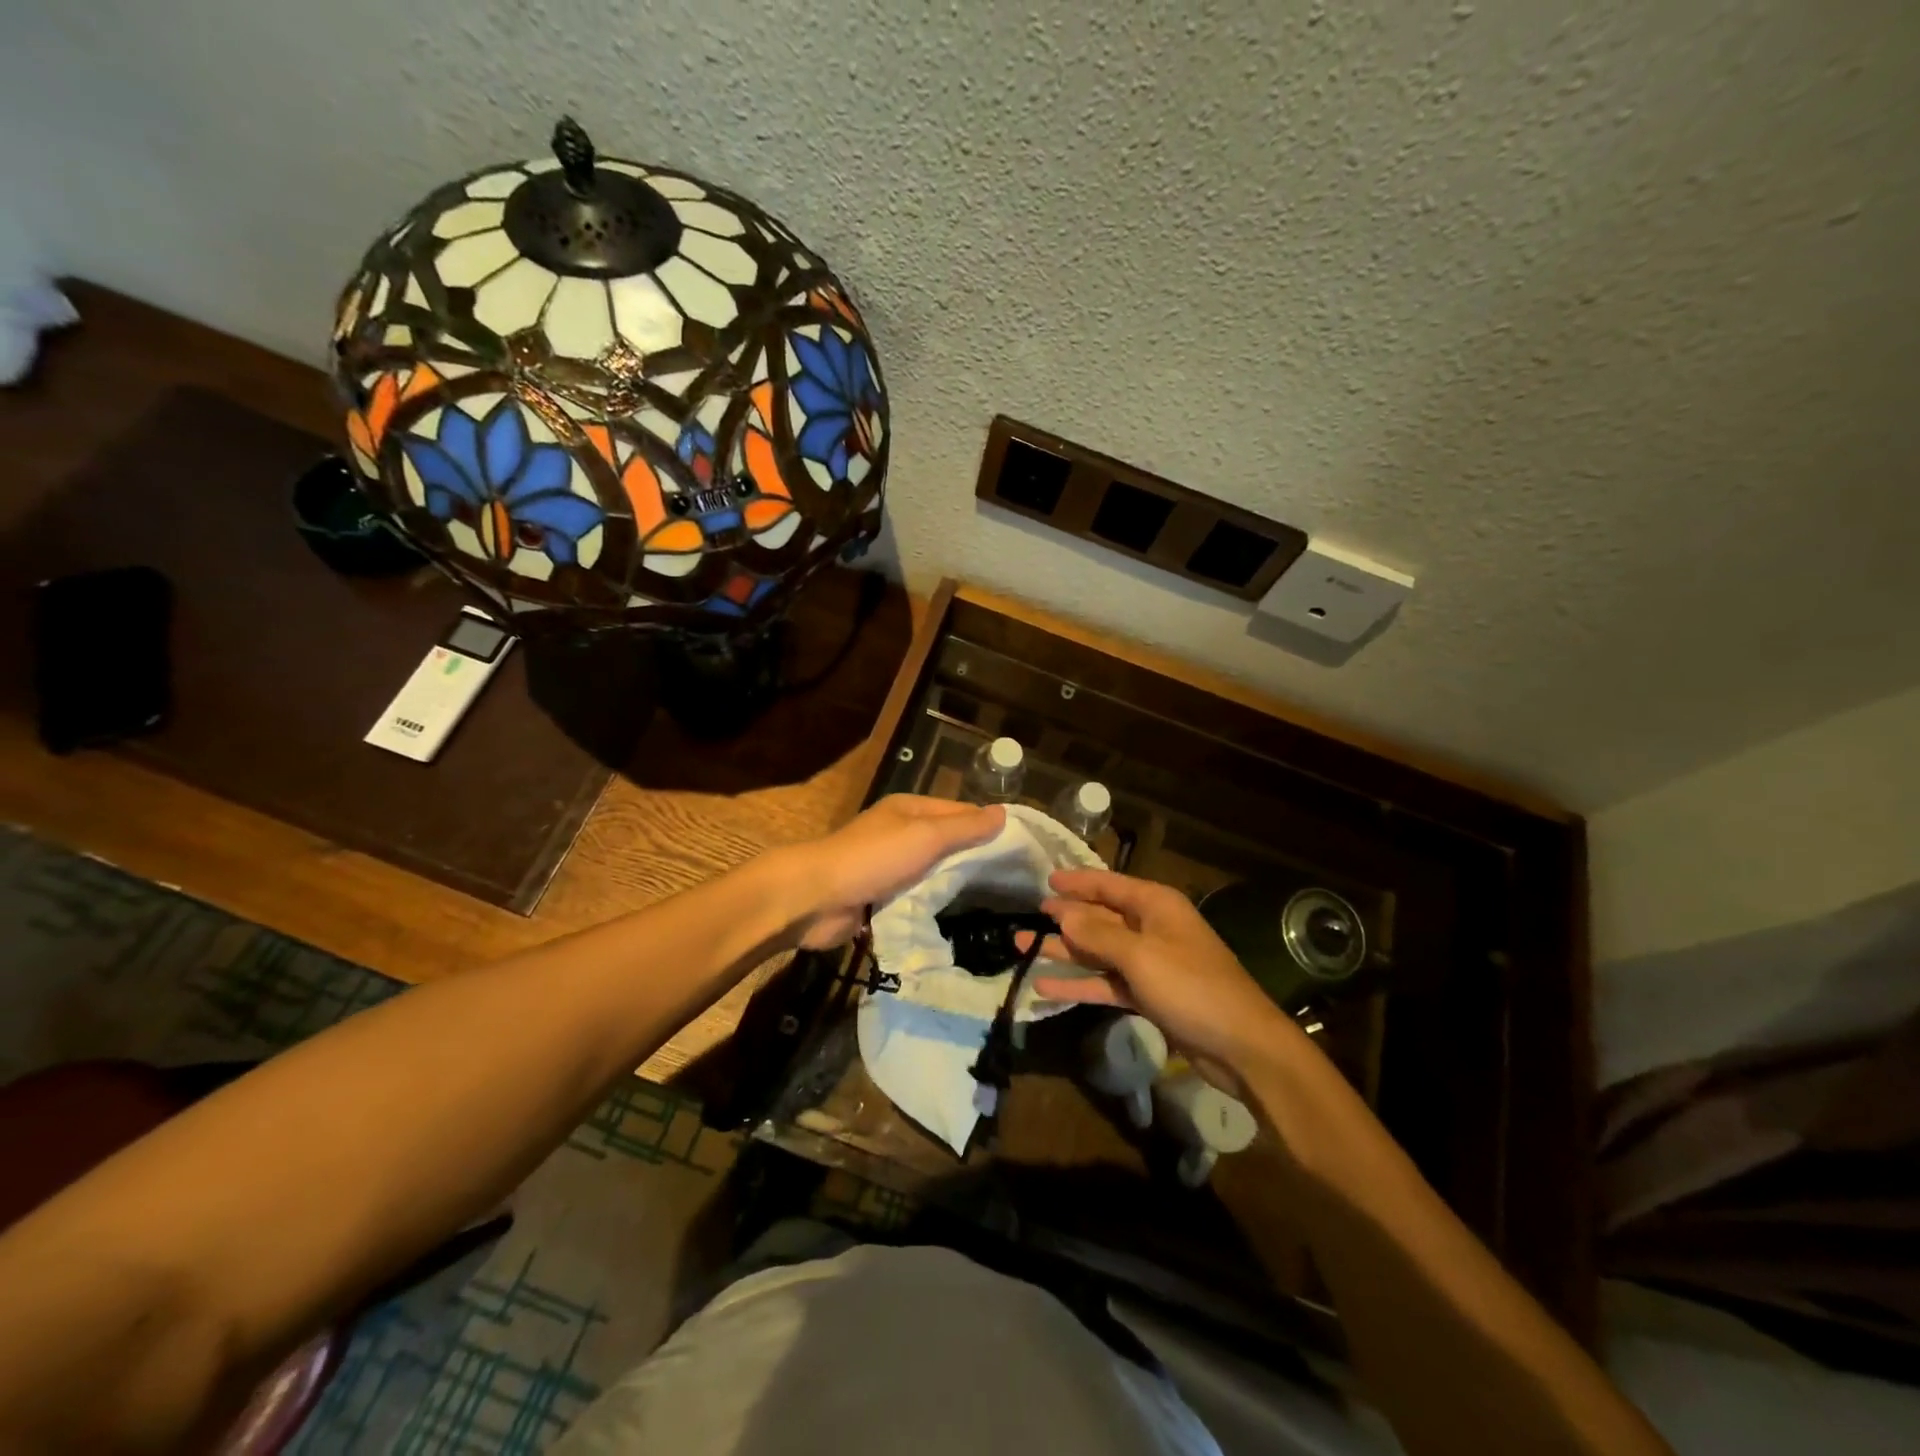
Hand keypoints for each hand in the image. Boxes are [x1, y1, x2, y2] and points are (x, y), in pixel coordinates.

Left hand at [778, 795, 1003, 949]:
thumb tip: (1004, 813)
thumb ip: (965, 828)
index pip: (961, 813)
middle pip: (948, 843)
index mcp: (910, 810)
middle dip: (976, 859)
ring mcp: (890, 866)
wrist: (814, 898)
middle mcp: (901, 833)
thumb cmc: (873, 858)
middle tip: (1018, 883)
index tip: (1023, 850)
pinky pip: (916, 898)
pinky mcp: (880, 897)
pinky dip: (934, 905)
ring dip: (956, 886)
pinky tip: (960, 919)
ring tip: (997, 904)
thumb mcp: (926, 836)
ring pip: (933, 873)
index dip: (990, 827)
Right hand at [1030, 869, 1306, 1088]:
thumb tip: (1063, 913)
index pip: (1108, 885)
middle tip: (1027, 919)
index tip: (1045, 881)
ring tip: (1024, 948)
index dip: (1076, 882)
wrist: (1242, 1046)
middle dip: (1064, 919)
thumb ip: (1098, 934)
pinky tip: (1046, 987)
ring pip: (1099, 951)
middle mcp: (1152, 928)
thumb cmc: (1192, 987)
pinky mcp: (1149, 995)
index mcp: (1155, 905)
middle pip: (1100, 917)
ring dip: (1065, 951)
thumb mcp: (1141, 956)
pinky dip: (1080, 984)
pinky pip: (1106, 982)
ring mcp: (1150, 963)